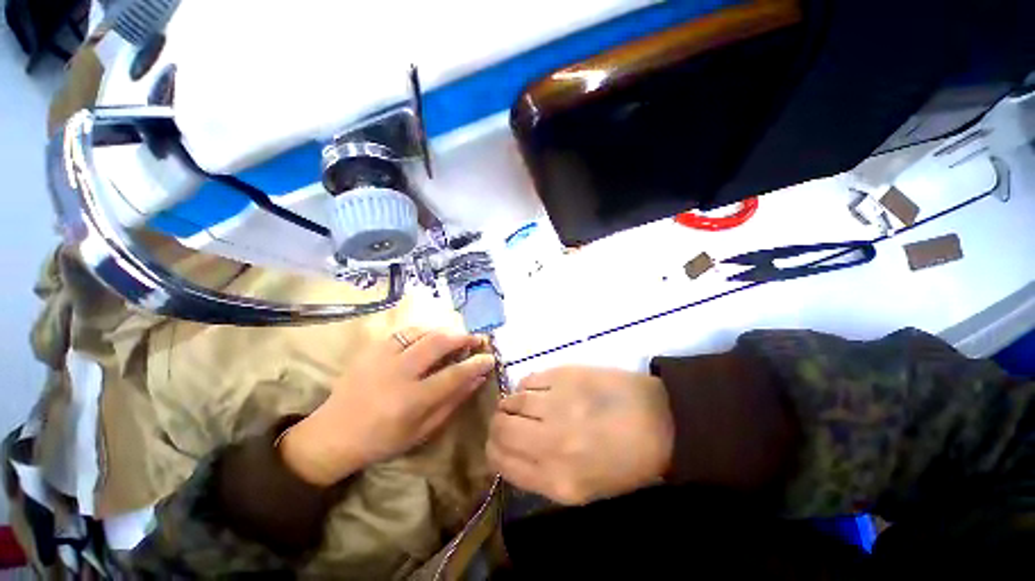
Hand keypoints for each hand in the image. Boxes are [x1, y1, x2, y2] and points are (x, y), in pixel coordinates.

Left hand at [281, 327, 494, 485]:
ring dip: (445, 331)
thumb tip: (477, 379)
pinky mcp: (372, 349)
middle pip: (439, 343)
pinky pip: (404, 331)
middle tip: (477, 339)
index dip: (476, 364)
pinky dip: (424, 330)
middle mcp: (399, 373)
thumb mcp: (422, 430)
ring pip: (422, 332)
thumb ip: (452, 402)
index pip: (454, 375)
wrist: (333, 434)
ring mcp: (383, 357)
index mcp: (412, 400)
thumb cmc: (382, 439)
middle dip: (463, 337)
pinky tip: (430, 336)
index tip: (490, 358)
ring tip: (456, 337)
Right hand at [488, 367, 673, 504]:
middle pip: (499, 427)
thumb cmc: (625, 461)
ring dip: (512, 403)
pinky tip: (541, 390)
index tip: (498, 443)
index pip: (501, 461)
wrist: (660, 420)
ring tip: (527, 404)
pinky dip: (528, 386)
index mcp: (557, 481)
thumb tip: (511, 451)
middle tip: (510, 421)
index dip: (494, 450)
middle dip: (498, 424)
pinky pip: (528, 380)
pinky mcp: (564, 375)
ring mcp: (557, 404)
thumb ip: (540, 475)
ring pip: (510, 400)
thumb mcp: (583, 488)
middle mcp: (550, 442)